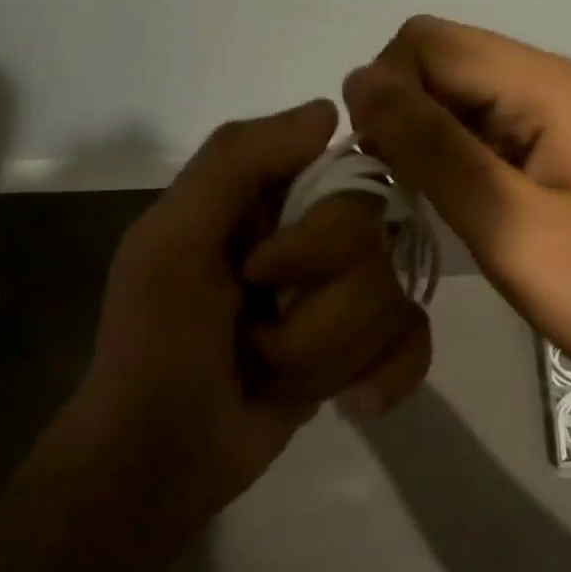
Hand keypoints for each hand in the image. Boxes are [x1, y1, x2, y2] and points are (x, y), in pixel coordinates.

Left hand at [70, 100, 430, 538]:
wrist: (162, 460)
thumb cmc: (156, 346)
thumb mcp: (171, 243)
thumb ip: (236, 162)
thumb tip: (330, 111)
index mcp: (268, 202)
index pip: (348, 181)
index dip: (322, 237)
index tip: (270, 272)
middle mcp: (314, 238)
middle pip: (377, 252)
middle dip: (316, 315)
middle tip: (254, 337)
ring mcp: (341, 297)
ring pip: (395, 304)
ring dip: (327, 358)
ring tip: (272, 376)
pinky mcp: (361, 349)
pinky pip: (414, 342)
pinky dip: (384, 378)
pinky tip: (351, 403)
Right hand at [345, 16, 570, 421]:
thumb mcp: (507, 223)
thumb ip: (431, 148)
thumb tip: (359, 82)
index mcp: (543, 84)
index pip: (427, 43)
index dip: (384, 91)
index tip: (375, 162)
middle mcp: (547, 80)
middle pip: (439, 61)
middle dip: (399, 112)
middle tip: (397, 186)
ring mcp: (551, 113)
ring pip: (453, 96)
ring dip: (420, 136)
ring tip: (420, 200)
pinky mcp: (549, 147)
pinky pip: (477, 127)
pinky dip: (446, 155)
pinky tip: (450, 202)